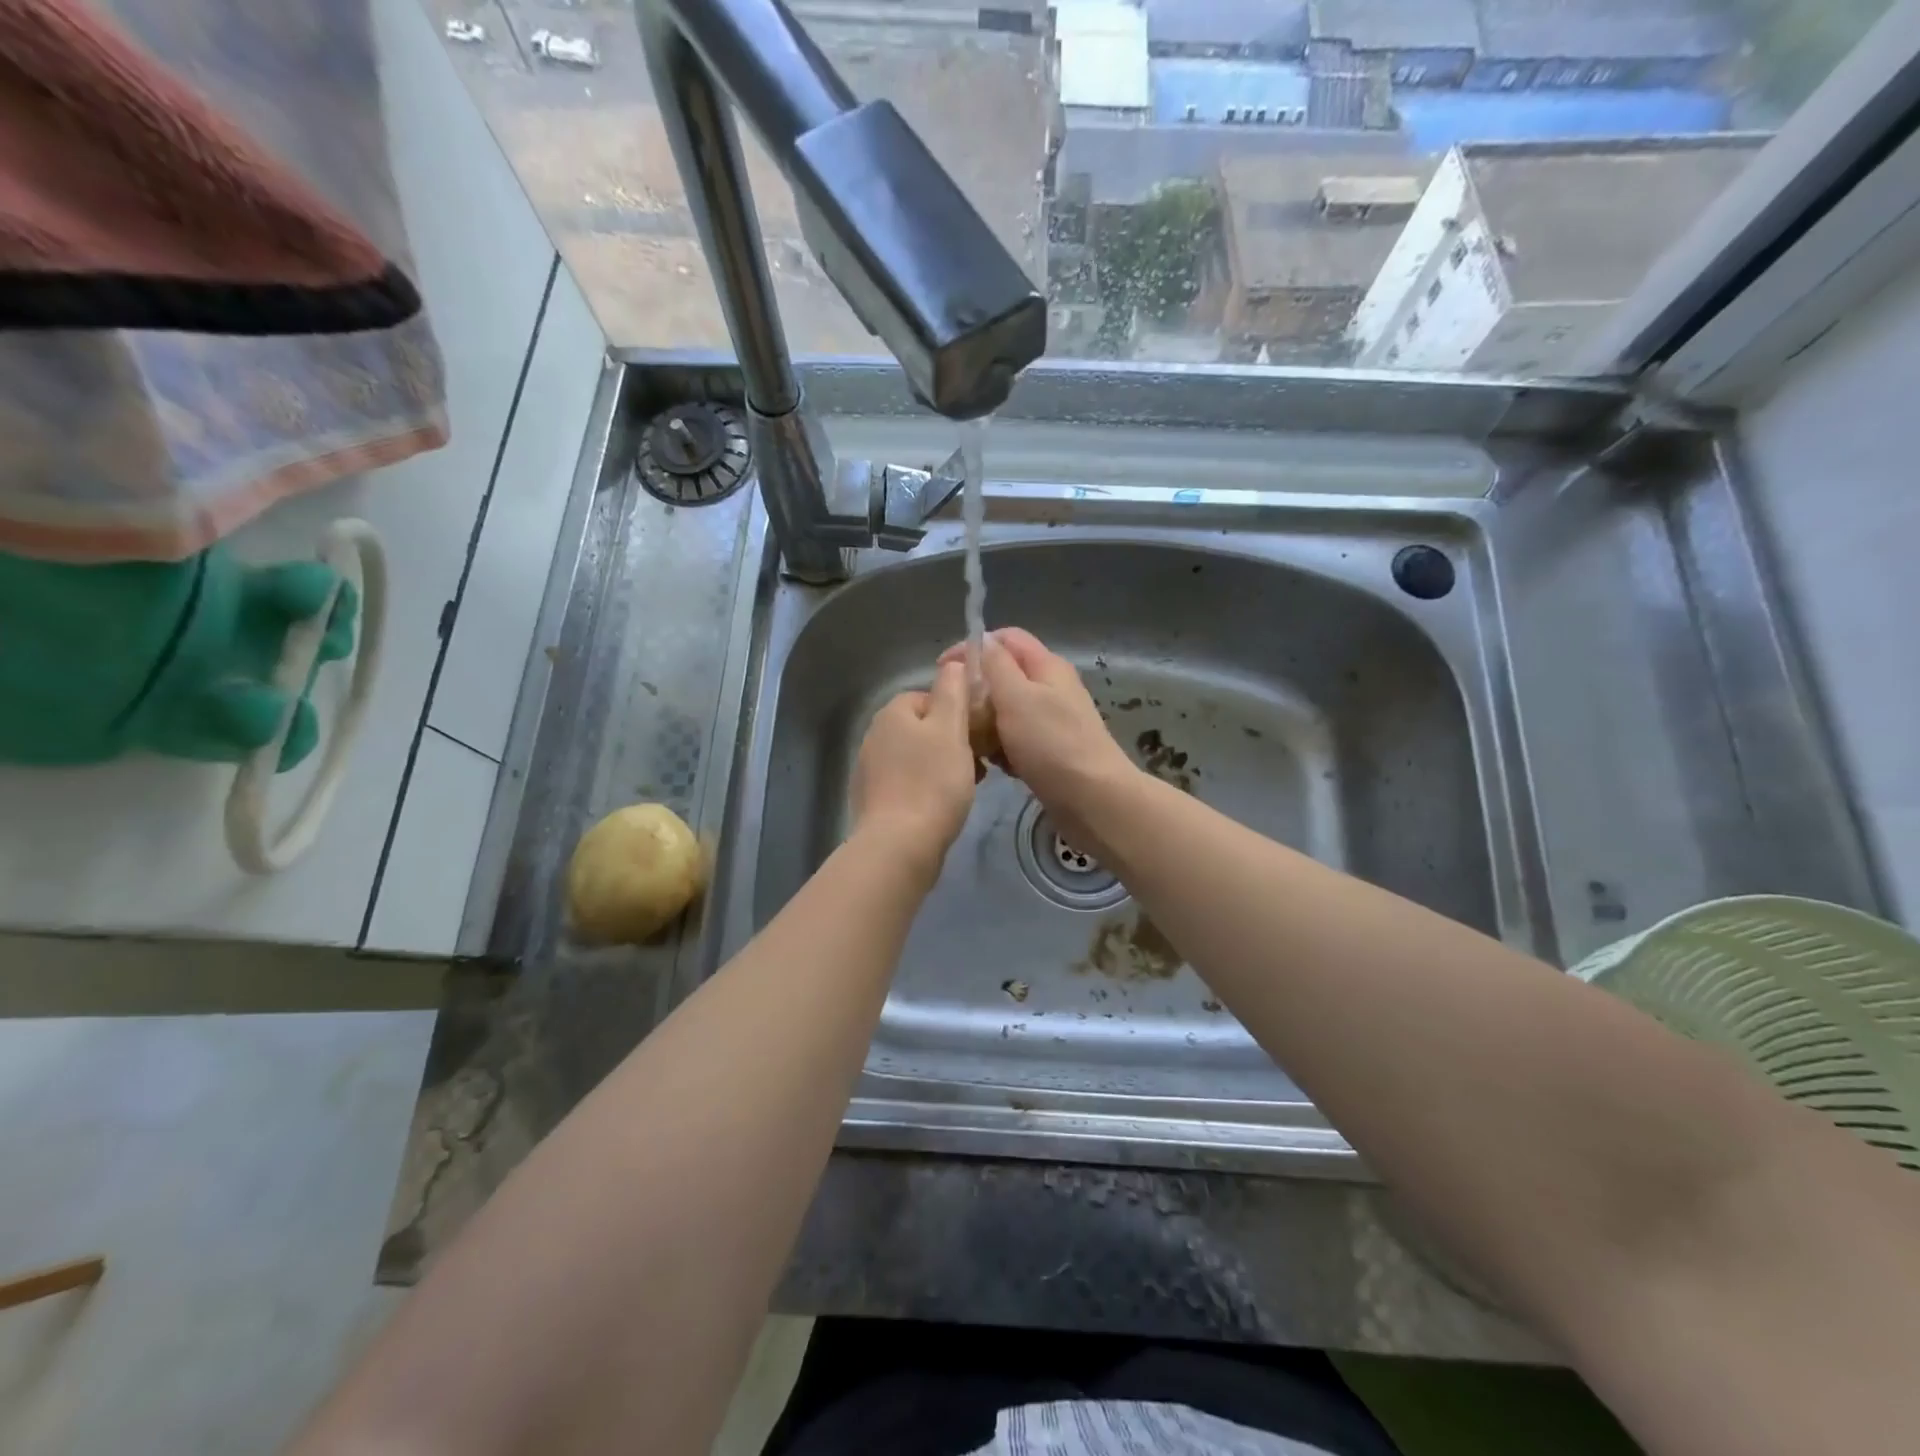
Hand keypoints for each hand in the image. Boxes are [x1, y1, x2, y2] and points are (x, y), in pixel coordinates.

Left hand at [849, 659, 977, 873]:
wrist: (899, 845)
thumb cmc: (932, 783)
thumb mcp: (951, 729)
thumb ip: (952, 692)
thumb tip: (951, 663)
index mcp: (892, 714)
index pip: (928, 697)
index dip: (957, 713)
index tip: (977, 735)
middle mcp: (874, 736)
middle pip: (922, 728)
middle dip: (950, 742)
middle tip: (977, 764)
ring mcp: (869, 770)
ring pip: (915, 757)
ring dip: (940, 766)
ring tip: (965, 787)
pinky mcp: (872, 801)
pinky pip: (906, 784)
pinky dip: (925, 789)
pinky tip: (942, 807)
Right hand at [940, 629, 1137, 846]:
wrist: (1093, 799)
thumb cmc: (1051, 744)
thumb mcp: (1017, 697)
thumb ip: (997, 665)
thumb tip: (982, 640)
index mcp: (1046, 666)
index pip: (1005, 638)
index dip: (972, 647)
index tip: (942, 671)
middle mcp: (1051, 688)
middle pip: (1003, 675)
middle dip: (976, 690)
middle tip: (954, 713)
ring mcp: (1051, 721)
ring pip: (1006, 710)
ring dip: (985, 723)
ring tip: (970, 742)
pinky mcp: (1049, 751)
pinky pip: (1015, 739)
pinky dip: (1001, 748)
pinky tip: (993, 765)